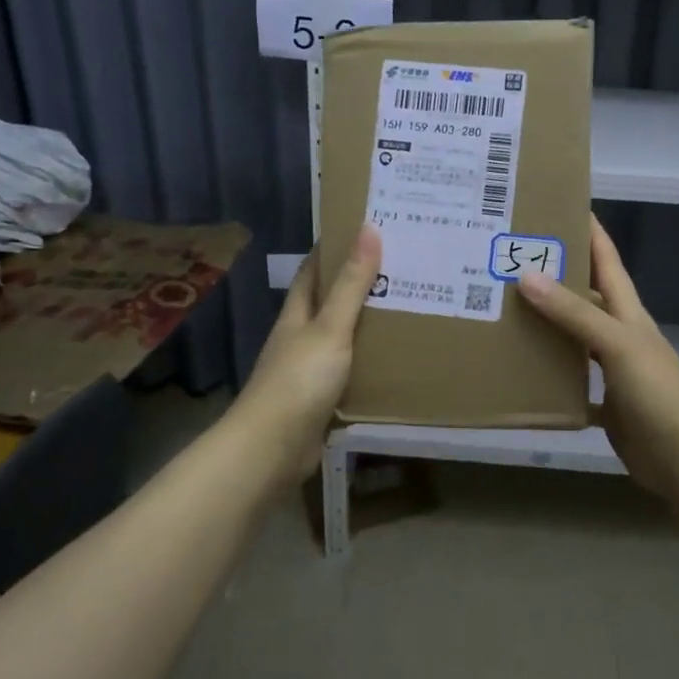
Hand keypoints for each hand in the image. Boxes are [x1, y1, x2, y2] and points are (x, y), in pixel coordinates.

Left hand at [229, 225, 381, 484]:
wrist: (272, 448)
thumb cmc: (299, 380)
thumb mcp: (330, 328)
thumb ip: (351, 285)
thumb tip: (369, 230)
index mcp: (297, 315)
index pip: (312, 272)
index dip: (333, 249)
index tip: (364, 231)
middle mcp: (299, 338)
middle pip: (328, 304)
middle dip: (357, 286)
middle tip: (400, 269)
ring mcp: (308, 371)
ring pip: (341, 339)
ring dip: (366, 326)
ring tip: (406, 310)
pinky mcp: (320, 400)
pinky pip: (349, 373)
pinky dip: (368, 363)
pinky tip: (394, 362)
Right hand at [516, 217, 678, 502]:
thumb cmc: (658, 395)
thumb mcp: (617, 345)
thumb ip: (575, 313)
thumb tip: (527, 275)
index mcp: (628, 314)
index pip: (607, 260)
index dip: (589, 231)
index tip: (557, 205)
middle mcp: (620, 335)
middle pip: (586, 296)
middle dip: (555, 276)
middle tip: (511, 260)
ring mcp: (614, 371)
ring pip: (574, 338)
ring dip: (548, 325)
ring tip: (505, 310)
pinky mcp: (605, 405)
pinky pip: (571, 383)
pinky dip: (550, 377)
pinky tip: (522, 373)